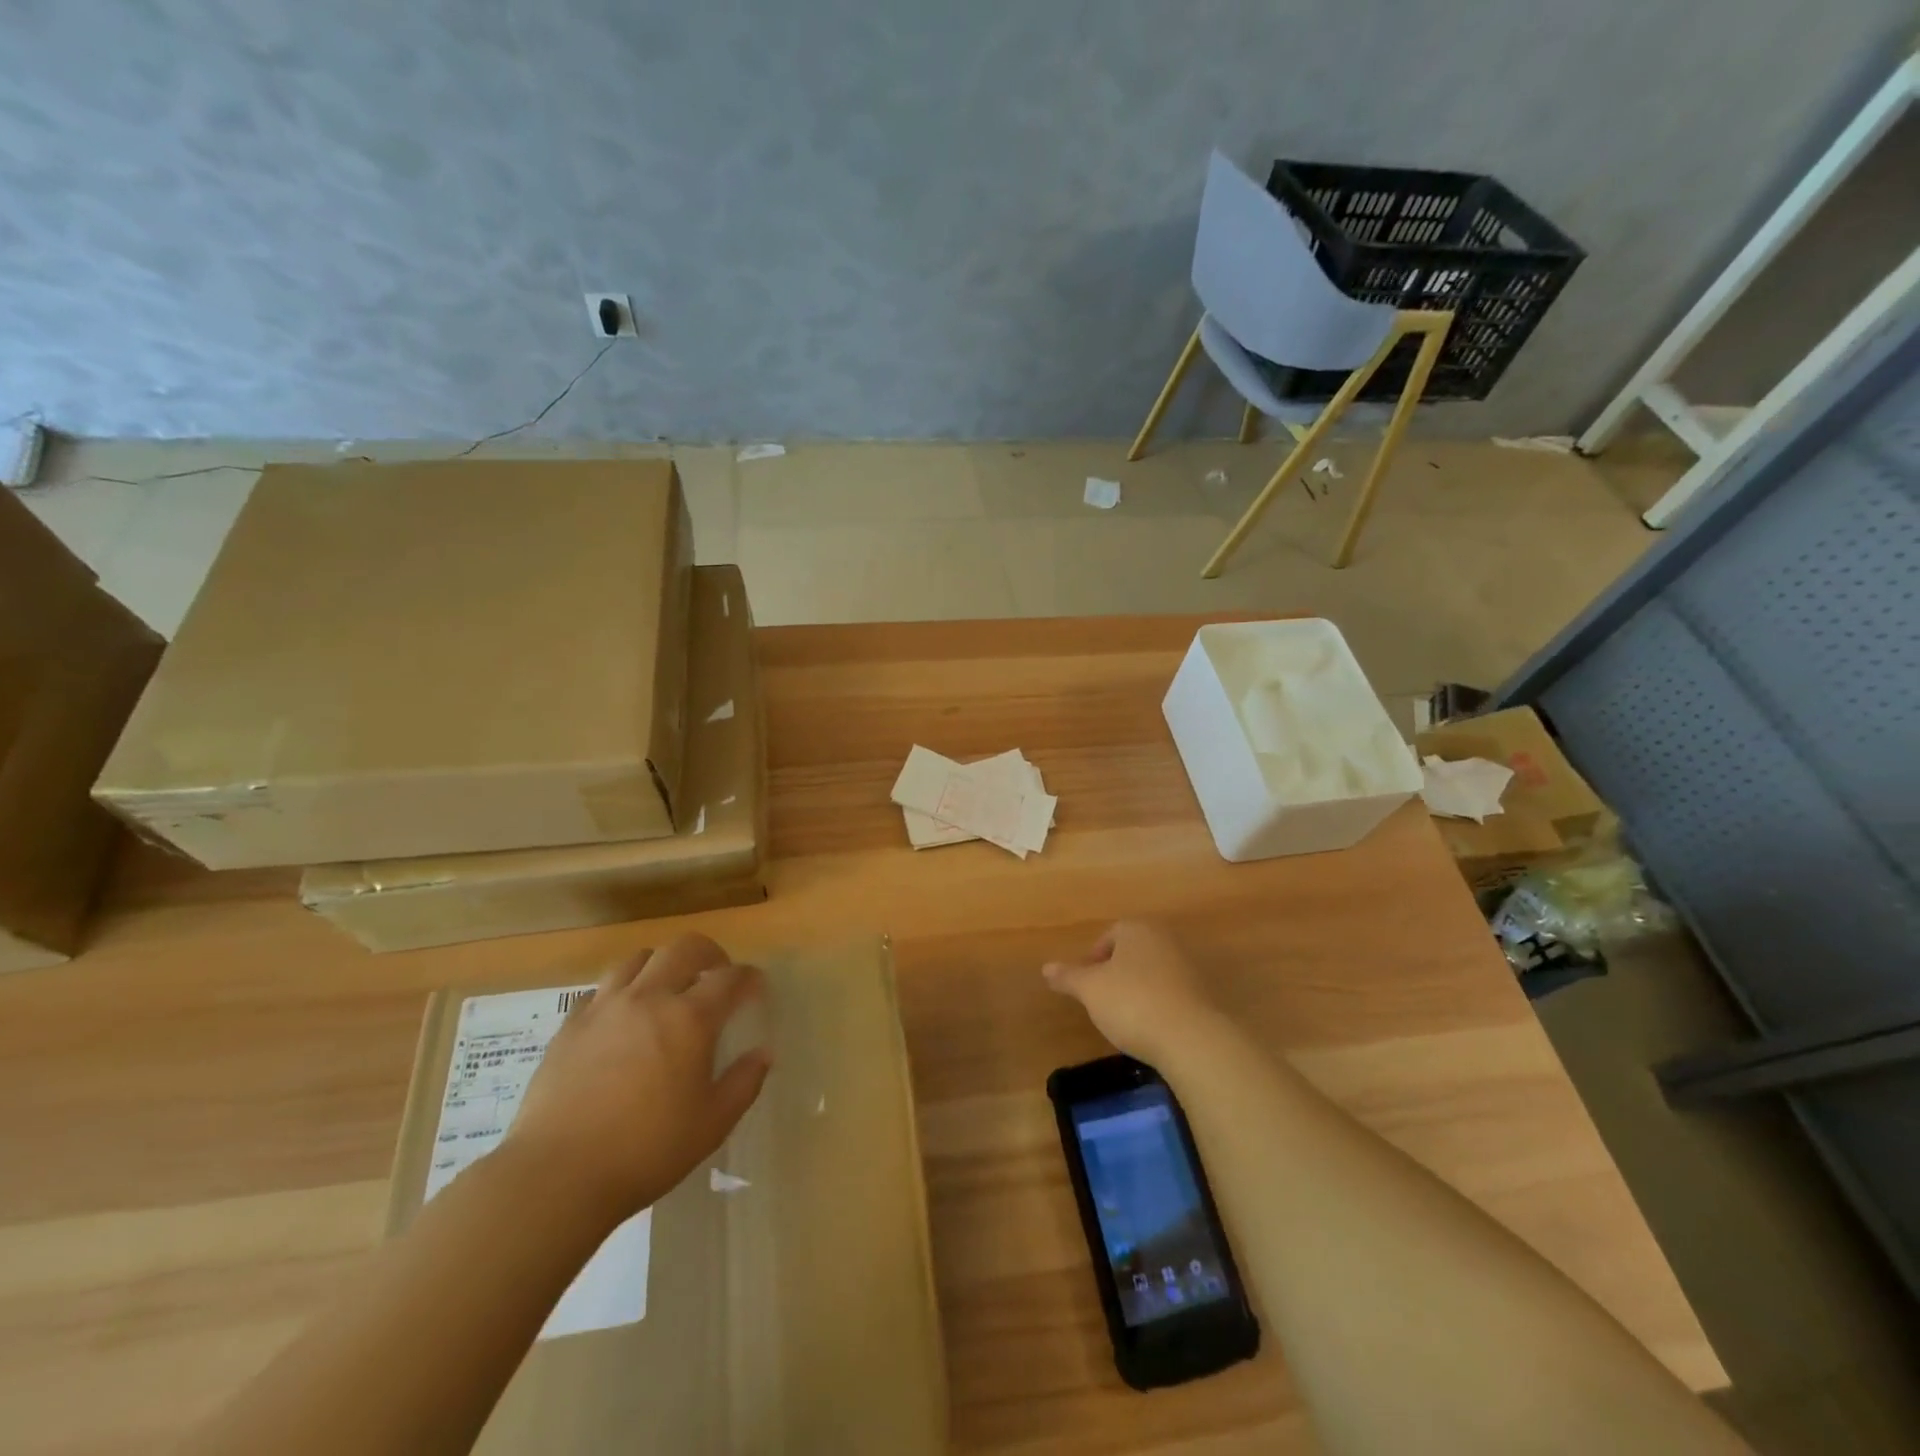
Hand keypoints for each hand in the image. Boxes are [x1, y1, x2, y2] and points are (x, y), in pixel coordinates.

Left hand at [501, 934, 770, 1230]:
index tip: (756, 988)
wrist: (556, 1175)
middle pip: (684, 948)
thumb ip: (744, 1083)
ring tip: (666, 988)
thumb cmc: (646, 1151)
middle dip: (709, 954)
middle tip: (716, 976)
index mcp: (690, 1018)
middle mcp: (649, 998)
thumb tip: (762, 1053)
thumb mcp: (712, 1124)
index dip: (749, 978)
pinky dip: (620, 992)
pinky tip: (621, 1019)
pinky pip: (600, 990)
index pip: (730, 978)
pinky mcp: (569, 1026)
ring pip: (638, 959)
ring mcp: (605, 1007)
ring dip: (661, 965)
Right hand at [1043, 921, 1221, 1062]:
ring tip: (1125, 1018)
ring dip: (1138, 989)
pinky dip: (1159, 1005)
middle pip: (1132, 952)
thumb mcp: (1090, 989)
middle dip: (1116, 973)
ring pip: (1153, 972)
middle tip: (1102, 1000)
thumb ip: (1068, 976)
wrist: (1192, 1038)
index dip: (1093, 958)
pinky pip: (1172, 994)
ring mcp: (1189, 966)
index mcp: (1137, 929)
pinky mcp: (1205, 994)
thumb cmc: (1132, 1002)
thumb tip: (1046, 968)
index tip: (1086, 985)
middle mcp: (1165, 939)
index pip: (1109, 935)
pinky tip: (1151, 1028)